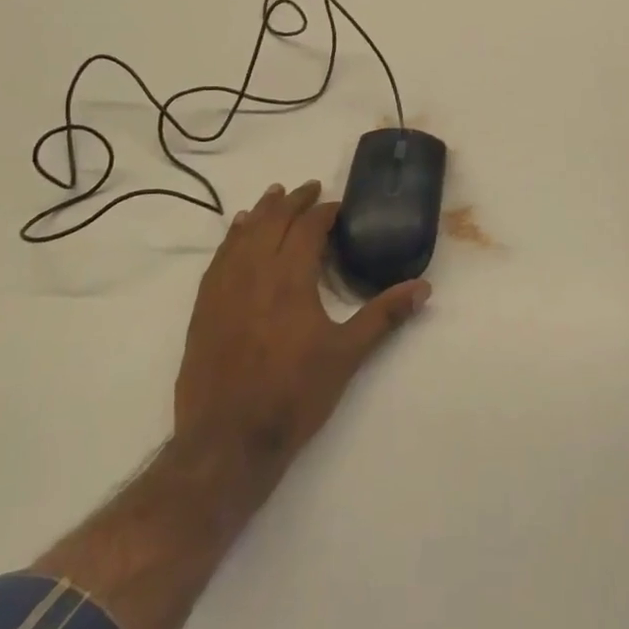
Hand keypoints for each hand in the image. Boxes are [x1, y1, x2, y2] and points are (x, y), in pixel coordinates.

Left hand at [174, 180, 430, 469]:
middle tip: (309, 188)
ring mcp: (224, 288)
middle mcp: (255, 271)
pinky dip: (232, 237)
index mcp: (291, 278)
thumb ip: (384, 315)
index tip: (339, 206)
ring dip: (261, 211)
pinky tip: (236, 232)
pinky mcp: (204, 307)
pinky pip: (218, 258)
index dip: (325, 212)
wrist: (228, 440)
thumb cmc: (294, 395)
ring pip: (243, 234)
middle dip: (293, 202)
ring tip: (274, 195)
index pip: (308, 228)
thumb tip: (424, 287)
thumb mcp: (347, 355)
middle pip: (273, 221)